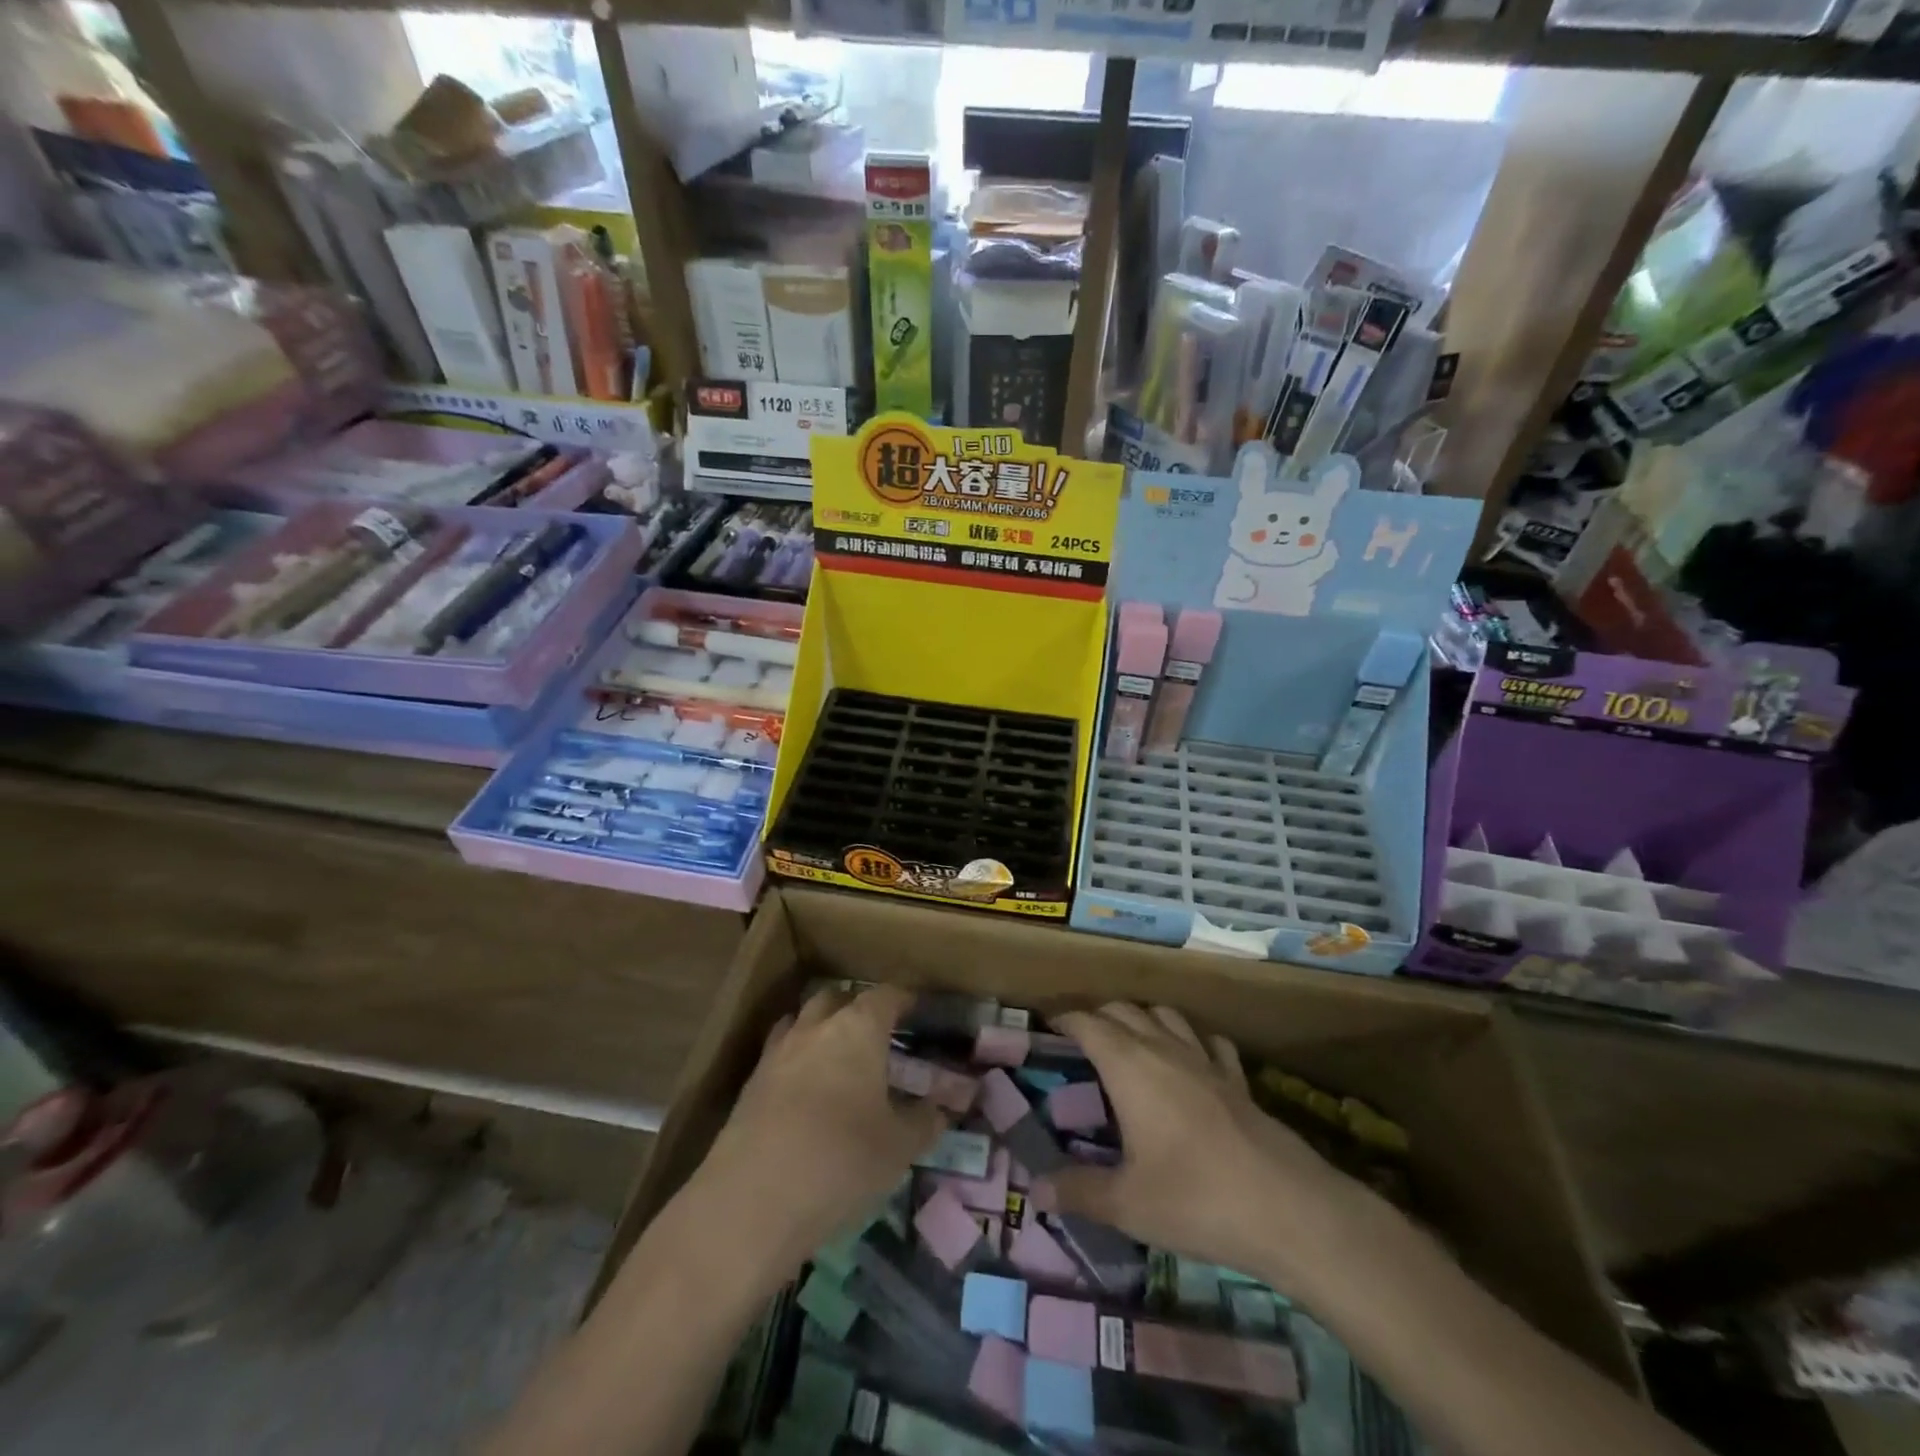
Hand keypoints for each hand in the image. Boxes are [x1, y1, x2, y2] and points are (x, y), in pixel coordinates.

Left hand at [694, 985, 945, 1277]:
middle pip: (838, 998)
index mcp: (858, 1029)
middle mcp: (816, 1027)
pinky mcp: (750, 1084)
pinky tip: (807, 1091)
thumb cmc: (841, 1162)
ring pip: (803, 1021)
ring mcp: (777, 1052)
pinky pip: (780, 1053)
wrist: (751, 1203)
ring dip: (822, 1028)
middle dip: (858, 1007)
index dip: (905, 999)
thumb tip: (941, 1108)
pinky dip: (798, 1060)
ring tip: (839, 1056)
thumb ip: (924, 1121)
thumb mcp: (899, 1148)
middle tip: (878, 1033)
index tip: (918, 1009)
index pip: (886, 995)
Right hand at [1043, 1003, 1365, 1293]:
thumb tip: (1035, 1190)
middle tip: (1080, 1039)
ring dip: (1143, 1018)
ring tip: (1131, 1041)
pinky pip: (1210, 1042)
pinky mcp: (1238, 1079)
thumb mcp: (1126, 1204)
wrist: (1286, 1208)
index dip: (1065, 1019)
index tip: (1047, 1025)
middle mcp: (1163, 1048)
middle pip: (1124, 1010)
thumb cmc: (1194, 1198)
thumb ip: (1078, 1191)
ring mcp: (1205, 1060)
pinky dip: (1192, 1040)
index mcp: (1128, 1065)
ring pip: (1166, 1015)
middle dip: (1098, 1016)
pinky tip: (1192, 1060)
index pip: (1088, 1023)